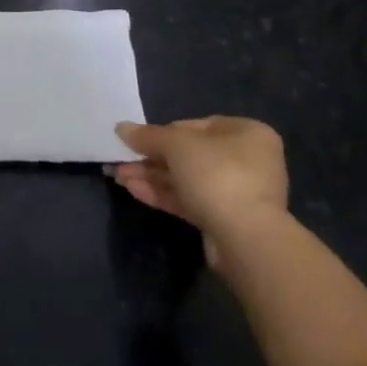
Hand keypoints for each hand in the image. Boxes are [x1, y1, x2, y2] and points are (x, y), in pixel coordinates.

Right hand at [110, 116, 288, 265]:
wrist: (246, 240)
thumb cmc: (217, 175)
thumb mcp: (176, 145)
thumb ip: (148, 135)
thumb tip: (121, 128)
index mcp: (247, 133)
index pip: (197, 125)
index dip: (164, 131)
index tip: (139, 140)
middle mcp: (247, 160)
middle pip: (189, 154)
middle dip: (152, 158)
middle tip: (122, 160)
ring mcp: (238, 193)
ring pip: (187, 179)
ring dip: (152, 177)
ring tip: (119, 177)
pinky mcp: (226, 220)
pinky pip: (190, 201)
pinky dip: (163, 194)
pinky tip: (133, 190)